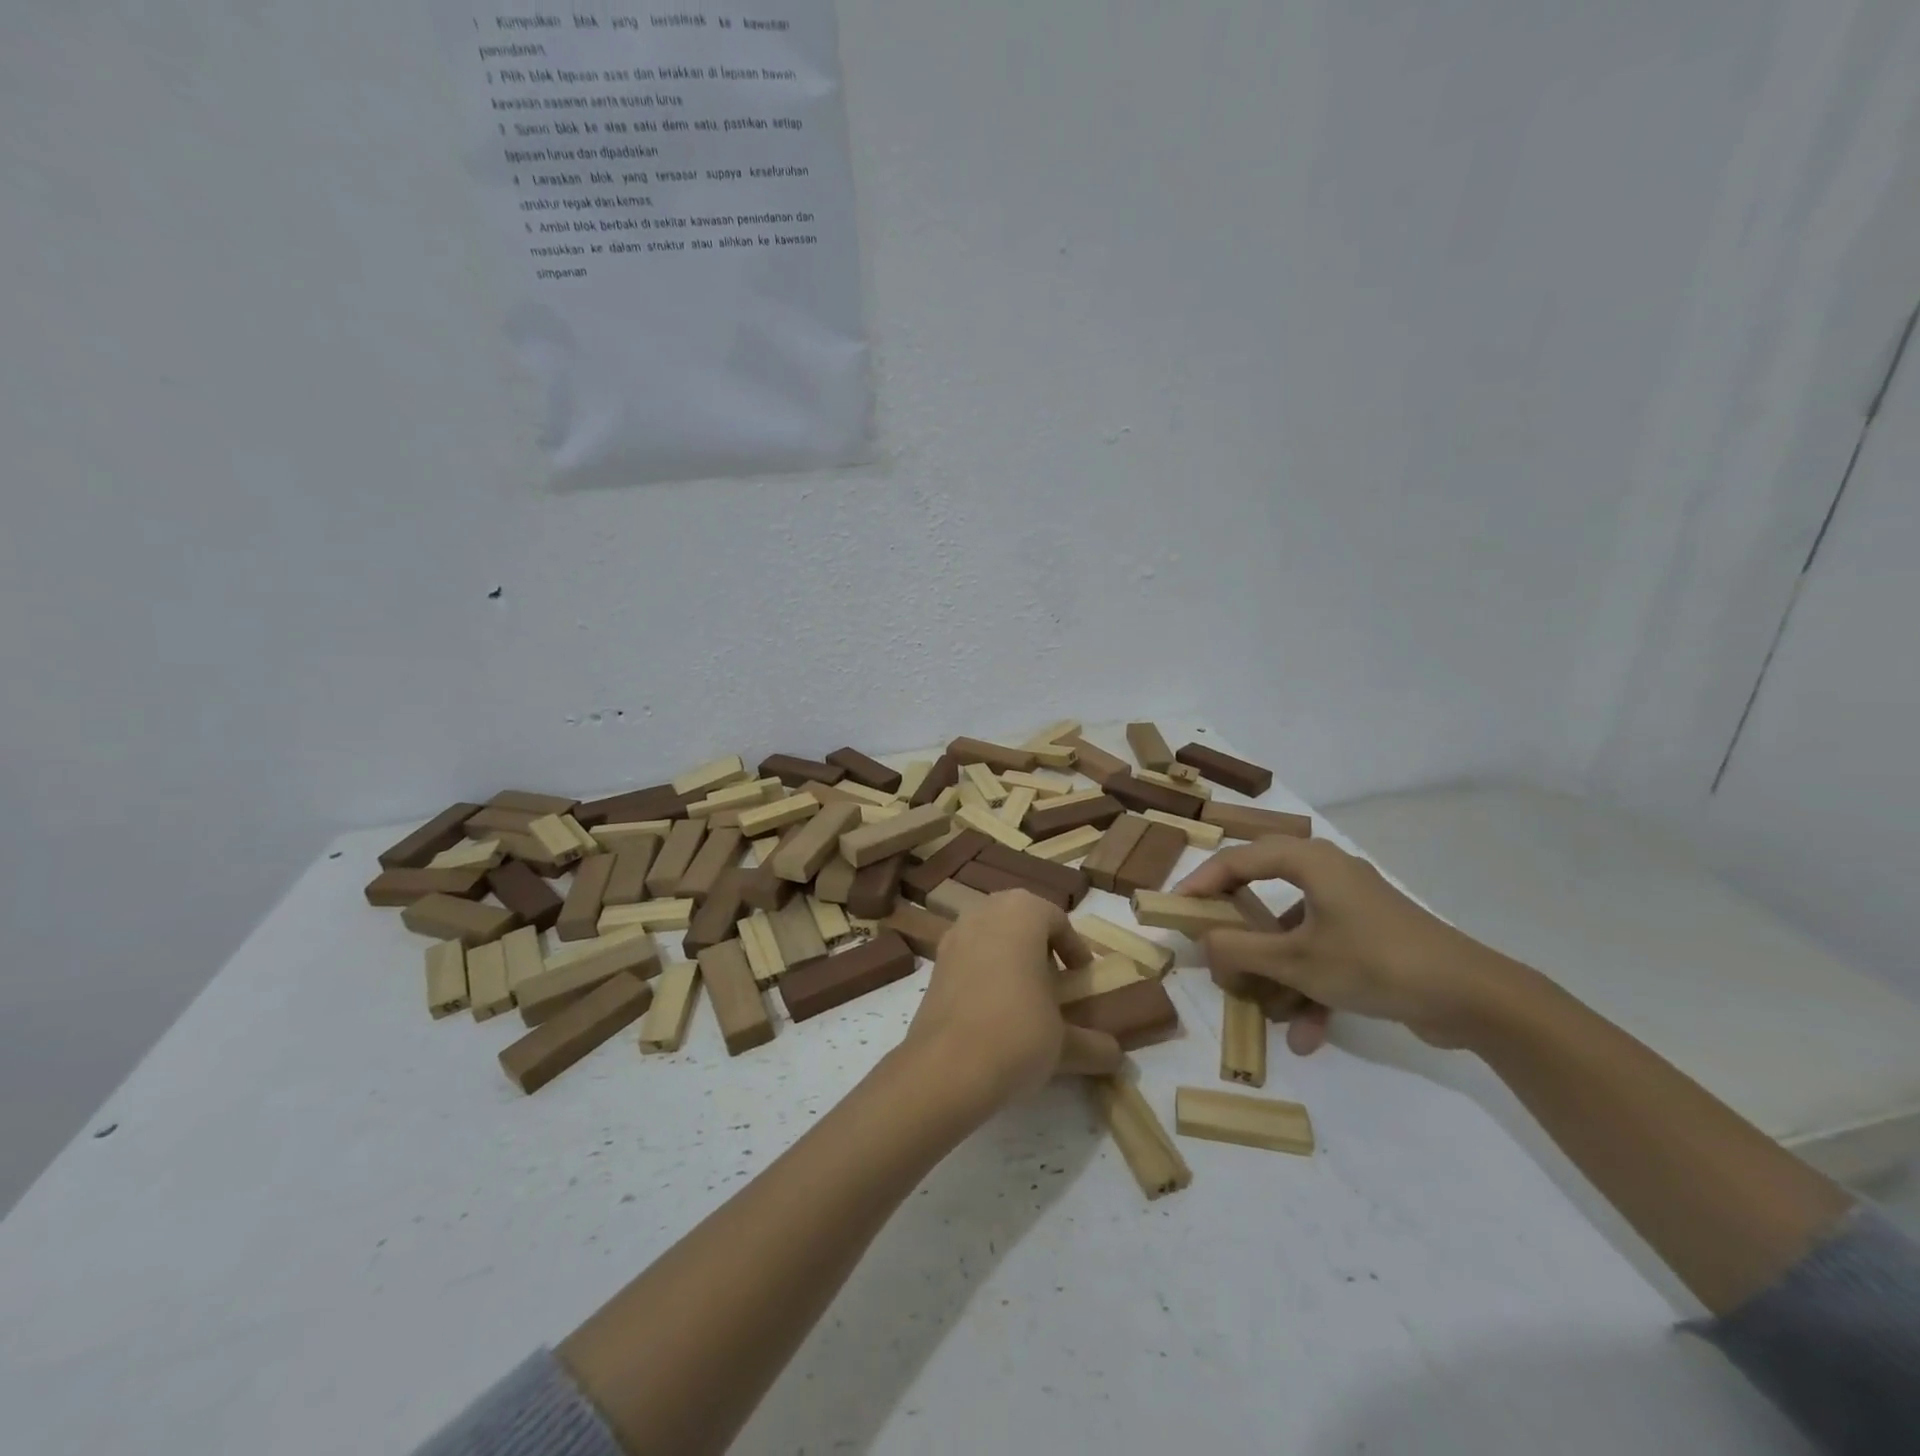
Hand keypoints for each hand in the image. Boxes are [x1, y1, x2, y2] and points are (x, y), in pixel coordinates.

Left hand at [900, 890, 1123, 1107]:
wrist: (946, 1066)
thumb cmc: (1017, 1033)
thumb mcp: (1065, 1043)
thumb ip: (1093, 1044)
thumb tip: (1117, 1057)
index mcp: (1022, 912)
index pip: (1057, 919)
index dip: (1074, 948)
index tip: (1082, 977)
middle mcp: (984, 912)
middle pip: (1020, 921)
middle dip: (1039, 947)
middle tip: (1055, 981)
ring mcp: (953, 936)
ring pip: (990, 936)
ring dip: (1009, 958)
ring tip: (1025, 998)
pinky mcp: (934, 966)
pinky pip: (968, 958)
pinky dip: (984, 974)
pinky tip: (993, 1012)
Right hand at [1176, 837, 1519, 1053]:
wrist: (1473, 998)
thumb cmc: (1374, 962)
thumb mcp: (1297, 961)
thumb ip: (1240, 950)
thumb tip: (1201, 941)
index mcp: (1310, 862)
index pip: (1239, 859)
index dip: (1202, 881)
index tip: (1176, 908)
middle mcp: (1329, 875)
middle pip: (1265, 893)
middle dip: (1240, 932)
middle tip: (1212, 947)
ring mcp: (1353, 908)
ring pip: (1295, 932)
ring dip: (1277, 972)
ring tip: (1263, 1010)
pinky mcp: (1372, 938)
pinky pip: (1325, 954)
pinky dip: (1312, 987)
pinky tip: (1308, 1034)